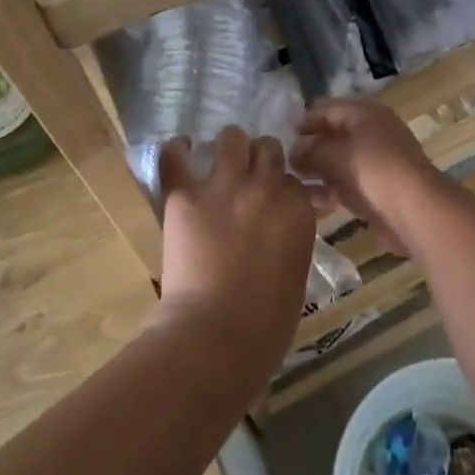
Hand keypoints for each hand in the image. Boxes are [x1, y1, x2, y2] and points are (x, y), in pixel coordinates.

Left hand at [152, 127, 318, 389]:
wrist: (214, 336)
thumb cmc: (265, 323)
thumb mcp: (297, 271)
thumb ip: (294, 236)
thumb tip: (286, 224)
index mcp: (298, 209)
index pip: (294, 179)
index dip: (282, 188)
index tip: (273, 200)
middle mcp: (265, 187)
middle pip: (268, 148)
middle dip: (260, 159)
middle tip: (248, 177)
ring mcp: (224, 186)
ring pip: (232, 138)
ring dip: (228, 148)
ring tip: (218, 162)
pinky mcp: (185, 195)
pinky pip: (176, 156)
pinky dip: (177, 150)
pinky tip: (180, 151)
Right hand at [294, 98, 447, 255]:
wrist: (416, 210)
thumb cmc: (373, 170)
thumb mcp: (334, 155)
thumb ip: (309, 151)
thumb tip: (294, 151)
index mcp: (366, 113)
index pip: (329, 108)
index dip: (305, 120)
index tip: (282, 136)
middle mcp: (375, 132)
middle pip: (336, 135)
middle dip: (311, 149)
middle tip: (286, 164)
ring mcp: (380, 161)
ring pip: (342, 162)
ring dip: (319, 172)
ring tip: (295, 186)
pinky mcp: (382, 189)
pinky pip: (350, 184)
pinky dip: (333, 190)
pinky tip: (315, 204)